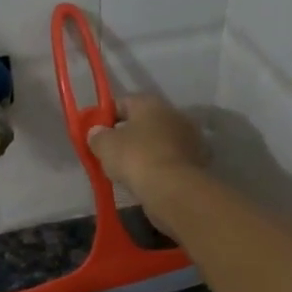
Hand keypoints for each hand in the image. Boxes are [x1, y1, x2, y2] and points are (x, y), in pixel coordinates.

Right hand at [87, 93, 208, 231]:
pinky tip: (148, 179)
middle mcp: (173, 114)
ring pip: (158, 141)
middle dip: (127, 135)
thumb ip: (97, 136)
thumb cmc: (135, 158)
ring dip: (145, 151)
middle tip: (111, 153)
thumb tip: (96, 132)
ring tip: (129, 170)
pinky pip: (170, 159)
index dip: (106, 118)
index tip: (96, 134)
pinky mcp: (196, 160)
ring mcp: (188, 137)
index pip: (122, 103)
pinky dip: (159, 166)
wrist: (173, 188)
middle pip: (143, 122)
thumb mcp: (105, 146)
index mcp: (150, 103)